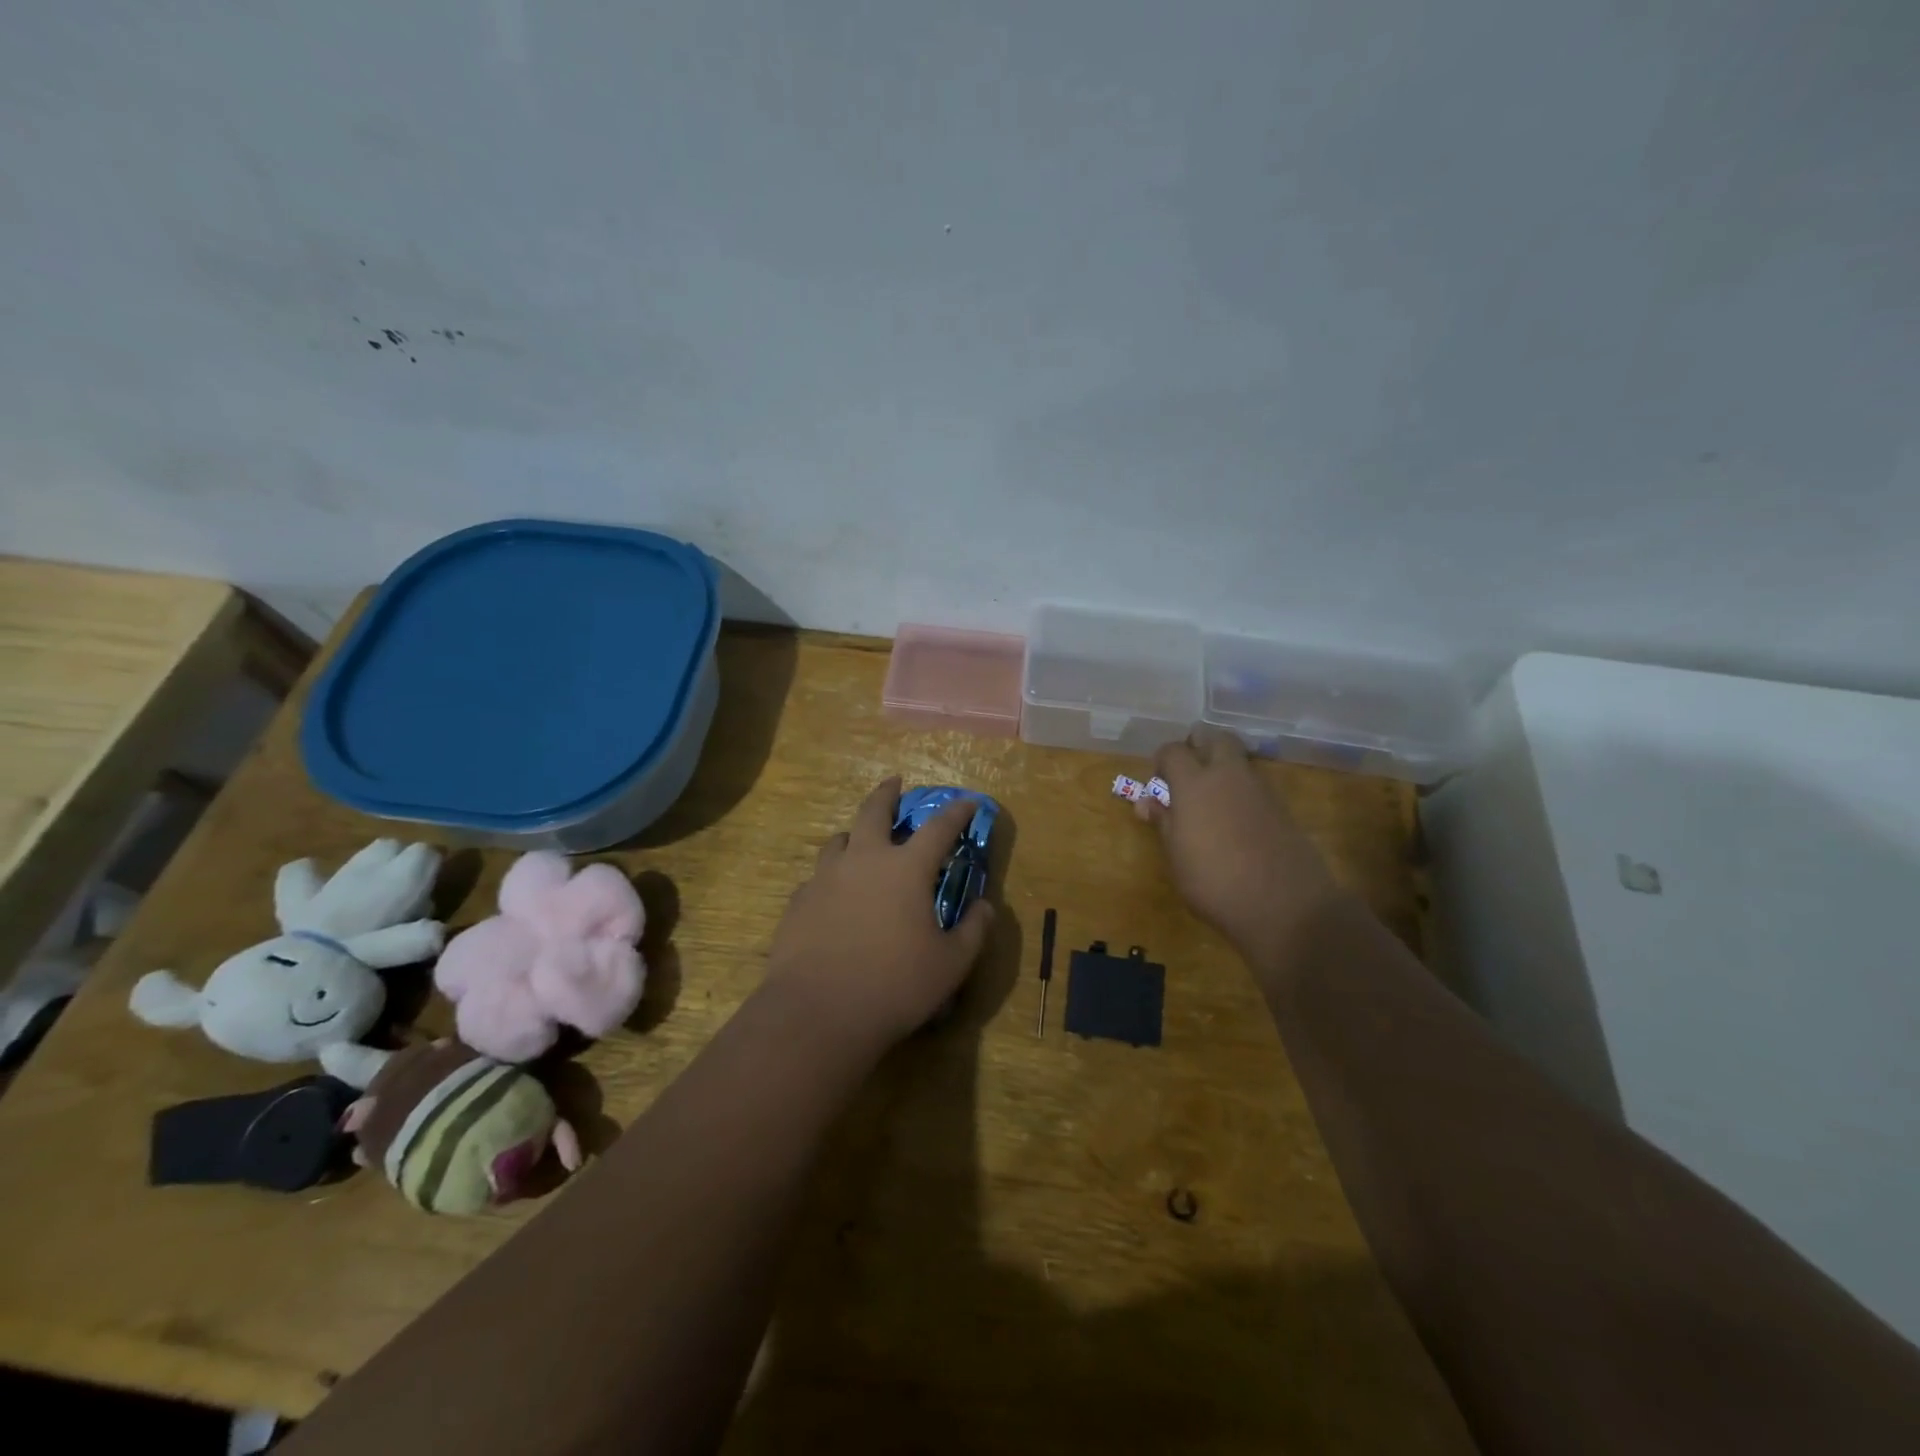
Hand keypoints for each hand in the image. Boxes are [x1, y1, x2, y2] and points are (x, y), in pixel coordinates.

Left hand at [763, 777, 993, 1053]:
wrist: (818, 1012)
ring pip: (839, 840)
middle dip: (887, 793)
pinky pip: (818, 877)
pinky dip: (832, 876)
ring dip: (854, 834)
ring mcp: (825, 878)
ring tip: (860, 841)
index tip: (967, 802)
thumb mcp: (951, 965)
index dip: (956, 812)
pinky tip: (833, 895)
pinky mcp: (798, 902)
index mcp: (906, 869)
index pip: (939, 827)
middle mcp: (864, 860)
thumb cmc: (895, 986)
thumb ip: (973, 931)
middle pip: (874, 811)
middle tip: (894, 782)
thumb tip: (985, 906)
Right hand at [1144, 727, 1337, 966]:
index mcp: (1195, 783)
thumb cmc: (1214, 882)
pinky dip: (1242, 793)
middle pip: (1217, 739)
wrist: (1284, 905)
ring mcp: (1261, 790)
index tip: (1158, 783)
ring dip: (1224, 769)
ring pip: (1240, 761)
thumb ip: (1163, 823)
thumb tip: (1147, 802)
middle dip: (1201, 746)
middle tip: (1189, 771)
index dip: (1163, 762)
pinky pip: (1256, 786)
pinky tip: (1235, 822)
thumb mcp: (1176, 857)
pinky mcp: (1282, 808)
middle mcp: (1229, 776)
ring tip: (1210, 801)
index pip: (1173, 751)